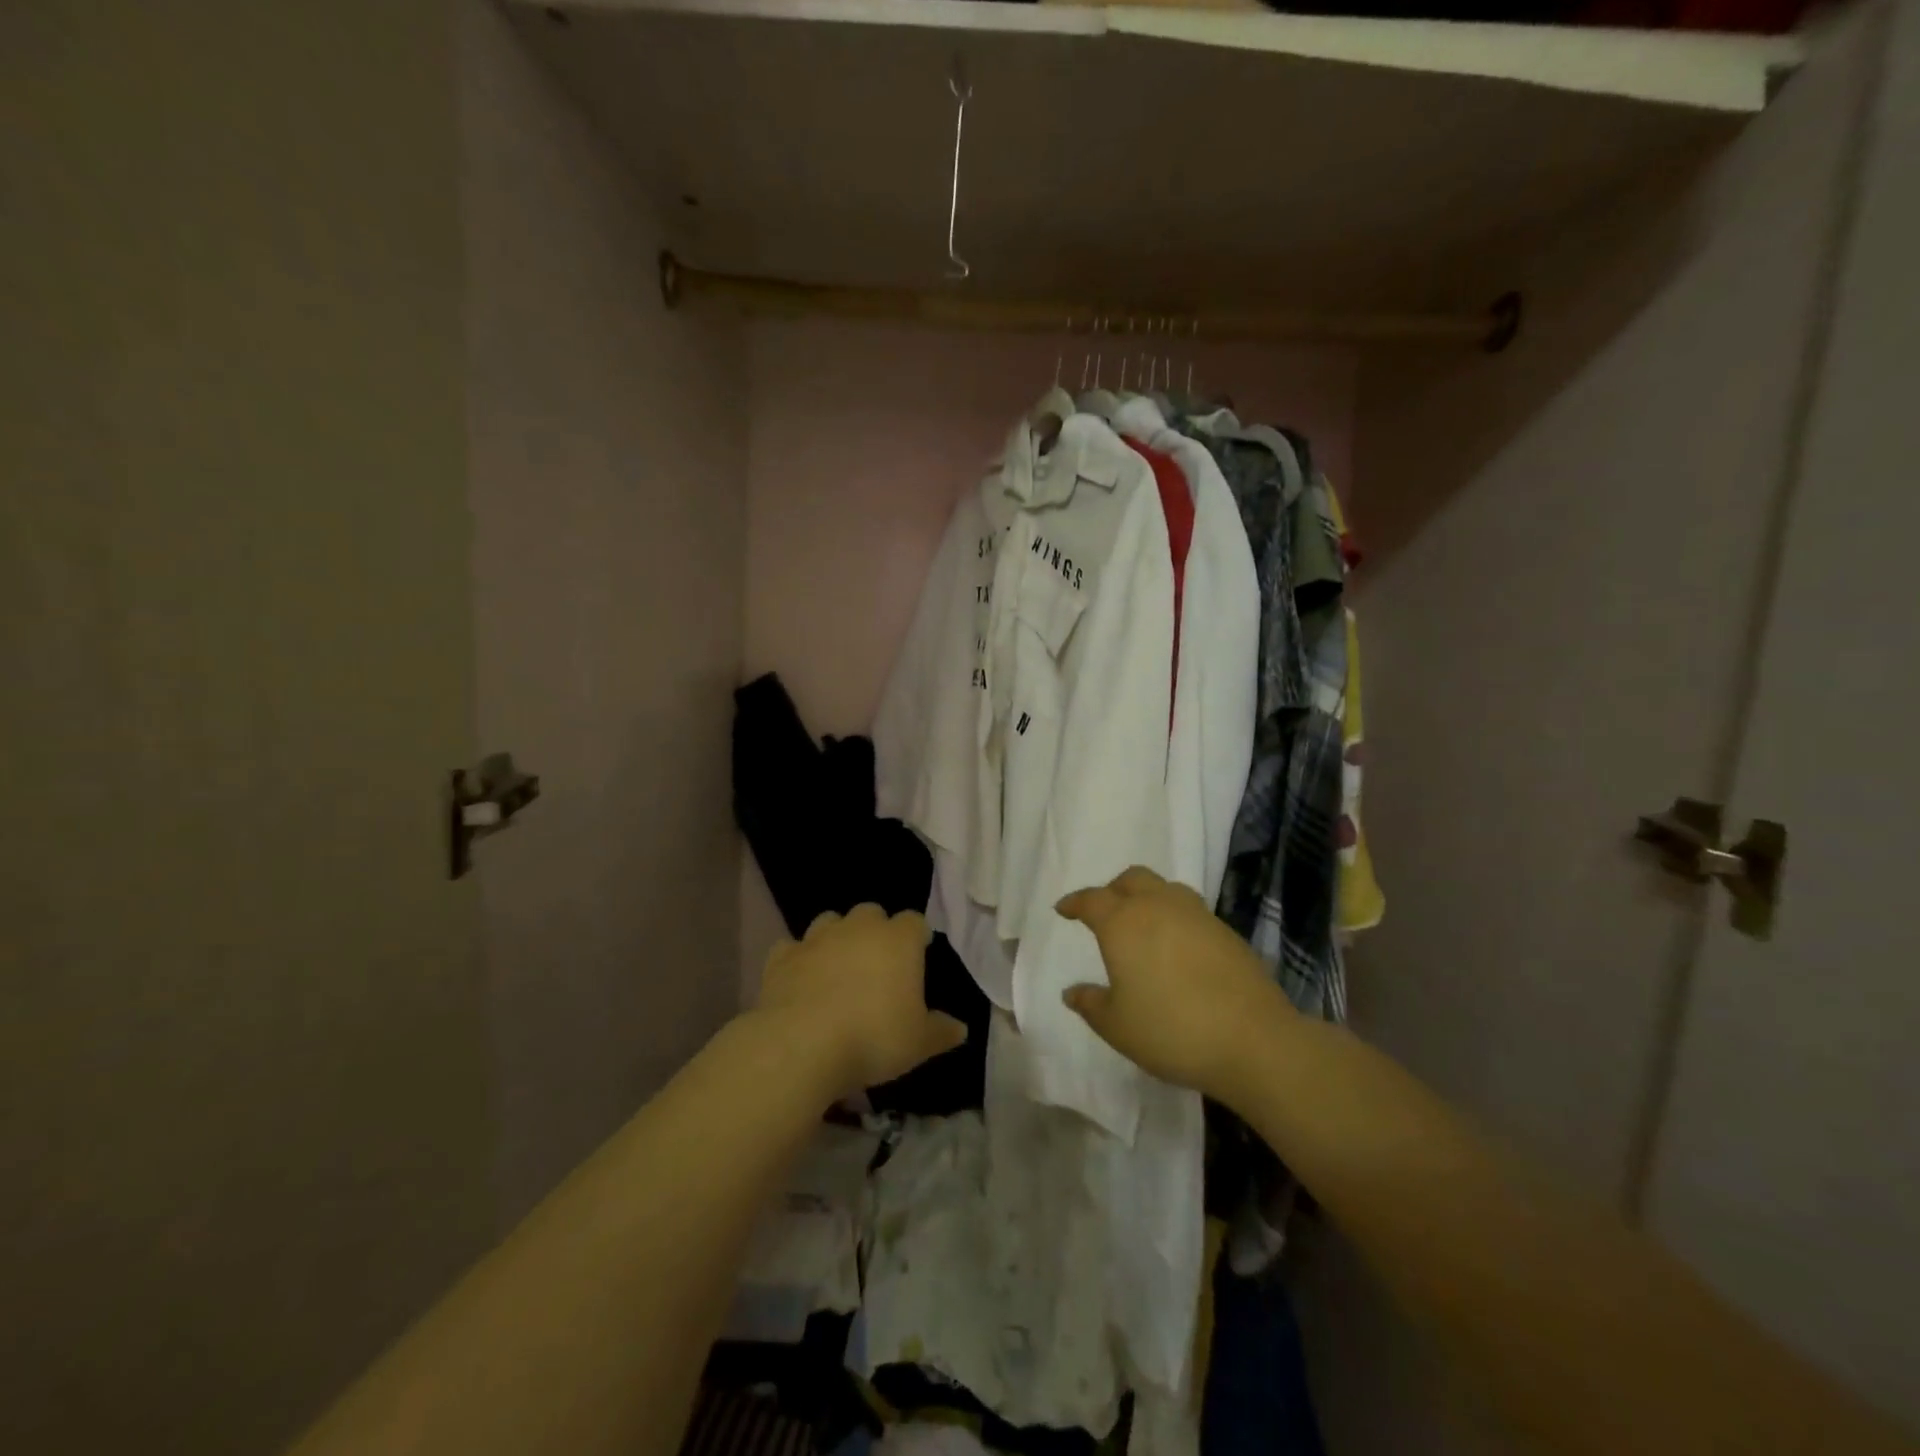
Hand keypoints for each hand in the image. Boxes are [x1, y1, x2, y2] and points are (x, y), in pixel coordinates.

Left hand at [755, 904, 967, 1100]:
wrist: (802, 1044)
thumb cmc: (874, 1037)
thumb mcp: (919, 1043)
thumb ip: (942, 1031)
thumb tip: (960, 1028)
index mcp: (898, 940)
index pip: (914, 921)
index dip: (917, 936)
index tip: (919, 954)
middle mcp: (858, 928)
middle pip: (871, 913)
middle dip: (876, 930)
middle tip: (878, 962)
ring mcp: (817, 938)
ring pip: (831, 921)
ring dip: (837, 937)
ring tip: (838, 967)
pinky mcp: (782, 956)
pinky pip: (792, 947)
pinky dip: (798, 958)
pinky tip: (799, 979)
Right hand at [1056, 866, 1289, 1102]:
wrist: (1253, 1039)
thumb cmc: (1171, 1030)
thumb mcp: (1117, 1026)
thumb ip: (1091, 1004)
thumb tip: (1072, 992)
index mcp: (1123, 923)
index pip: (1091, 900)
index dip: (1074, 903)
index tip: (1063, 909)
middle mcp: (1158, 907)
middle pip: (1132, 879)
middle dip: (1113, 889)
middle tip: (1105, 911)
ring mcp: (1197, 915)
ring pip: (1165, 888)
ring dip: (1148, 897)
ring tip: (1143, 924)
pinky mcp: (1226, 931)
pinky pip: (1191, 910)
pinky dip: (1175, 917)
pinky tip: (1177, 946)